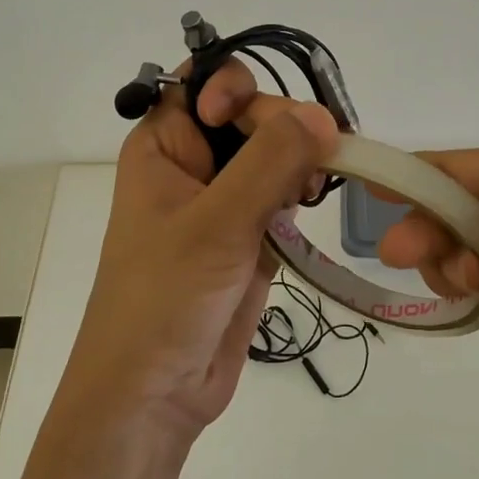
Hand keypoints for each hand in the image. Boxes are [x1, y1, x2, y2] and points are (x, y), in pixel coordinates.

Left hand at [57, 61, 338, 443]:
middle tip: (308, 163)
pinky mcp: (251, 233)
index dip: (235, 88)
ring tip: (313, 185)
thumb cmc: (164, 299)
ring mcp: (225, 199)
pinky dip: (302, 190)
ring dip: (299, 157)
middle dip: (283, 126)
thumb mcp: (214, 223)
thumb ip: (269, 162)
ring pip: (273, 151)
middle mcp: (193, 163)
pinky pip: (283, 191)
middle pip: (249, 113)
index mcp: (163, 145)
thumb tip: (323, 115)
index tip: (260, 122)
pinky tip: (311, 201)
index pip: (204, 83)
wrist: (155, 395)